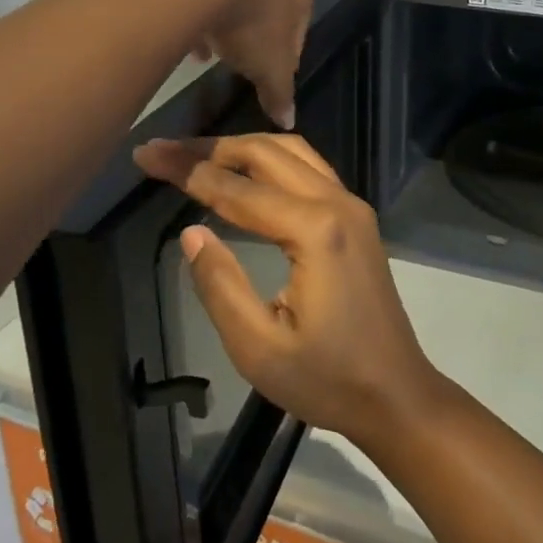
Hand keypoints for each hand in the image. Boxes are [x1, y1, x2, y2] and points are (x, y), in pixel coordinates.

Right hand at [131, 133, 443, 444]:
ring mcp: (353, 208)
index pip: (237, 189)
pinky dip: (271, 161)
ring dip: (243, 148)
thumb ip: (221, 285)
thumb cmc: (328, 380)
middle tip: (164, 150)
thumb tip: (191, 233)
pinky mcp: (358, 220)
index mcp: (315, 231)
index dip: (187, 170)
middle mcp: (338, 204)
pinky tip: (247, 173)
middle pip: (267, 153)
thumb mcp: (258, 348)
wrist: (396, 394)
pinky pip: (310, 170)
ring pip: (293, 153)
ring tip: (197, 156)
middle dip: (211, 148)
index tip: (146, 154)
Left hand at [168, 0, 311, 129]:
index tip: (270, 76)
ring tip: (208, 55)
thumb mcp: (269, 70)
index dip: (286, 58)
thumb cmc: (251, 25)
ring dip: (222, 27)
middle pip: (266, 12)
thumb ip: (280, 95)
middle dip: (253, 40)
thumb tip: (288, 123)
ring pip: (231, 1)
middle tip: (239, 64)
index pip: (300, 31)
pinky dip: (194, 14)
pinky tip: (183, 37)